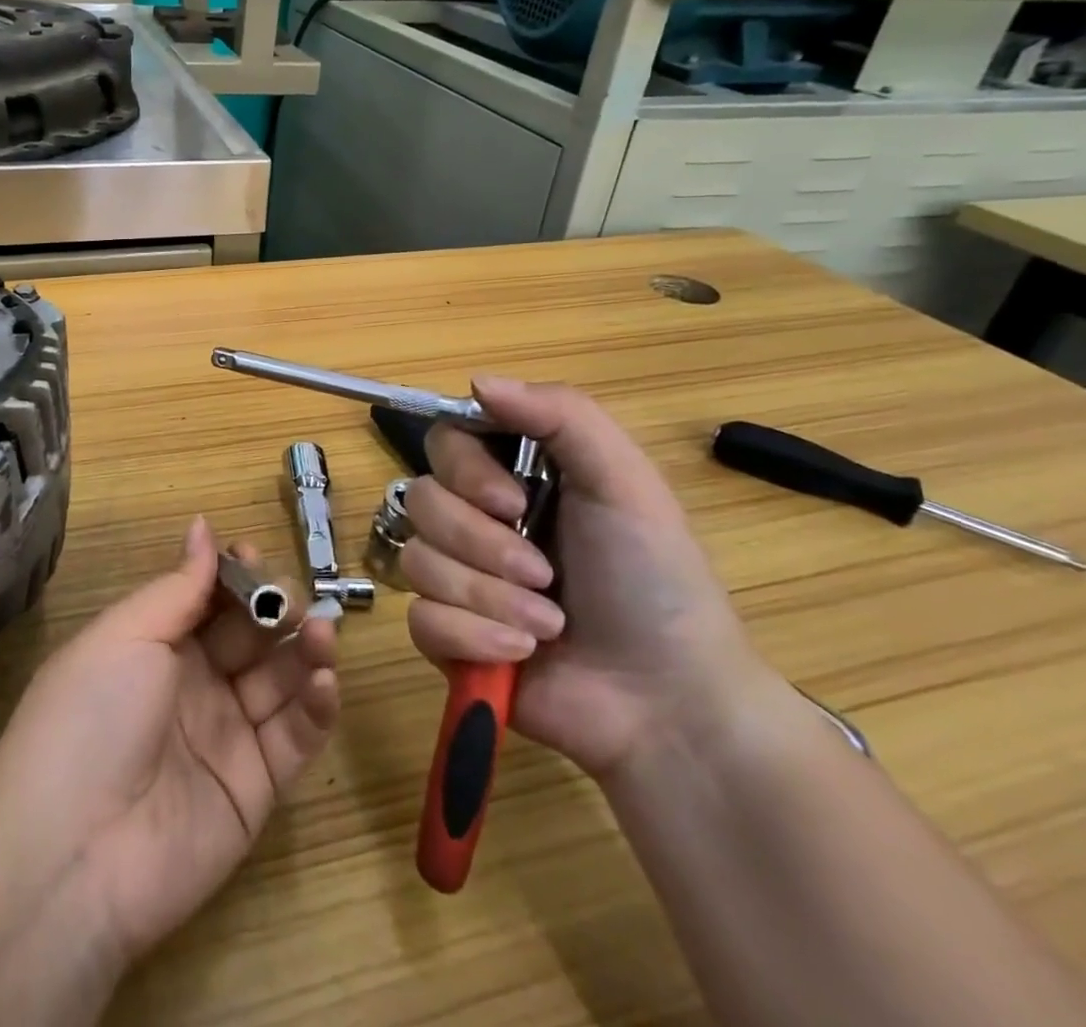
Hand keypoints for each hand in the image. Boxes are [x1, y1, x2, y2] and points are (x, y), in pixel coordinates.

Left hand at [0, 517, 338, 967]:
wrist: (75, 854)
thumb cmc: (92, 716)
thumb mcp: (127, 634)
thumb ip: (179, 586)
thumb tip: (203, 525)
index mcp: (155, 645)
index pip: (207, 600)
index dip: (233, 576)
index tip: (254, 555)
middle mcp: (193, 685)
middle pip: (249, 635)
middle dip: (274, 609)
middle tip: (292, 603)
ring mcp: (227, 736)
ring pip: (280, 680)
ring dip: (305, 651)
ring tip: (321, 633)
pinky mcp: (257, 788)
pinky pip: (295, 738)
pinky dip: (317, 707)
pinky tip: (324, 680)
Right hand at [402, 377, 765, 780]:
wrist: (669, 705)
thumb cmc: (654, 582)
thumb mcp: (625, 484)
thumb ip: (561, 416)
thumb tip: (477, 380)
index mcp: (513, 477)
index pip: (445, 440)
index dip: (464, 469)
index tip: (510, 501)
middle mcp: (477, 520)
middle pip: (422, 500)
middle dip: (481, 544)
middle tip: (544, 575)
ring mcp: (457, 578)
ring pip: (417, 561)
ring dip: (486, 596)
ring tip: (546, 625)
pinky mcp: (446, 636)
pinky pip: (419, 618)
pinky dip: (471, 638)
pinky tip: (518, 655)